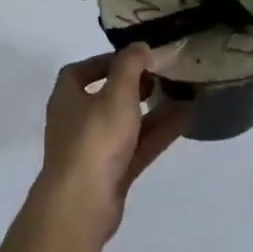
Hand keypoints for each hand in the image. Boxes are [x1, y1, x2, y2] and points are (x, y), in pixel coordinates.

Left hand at [36, 47, 189, 243]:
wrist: (82, 205)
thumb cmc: (95, 138)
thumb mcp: (117, 92)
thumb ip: (130, 65)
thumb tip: (139, 46)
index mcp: (67, 97)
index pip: (81, 71)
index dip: (106, 61)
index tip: (134, 58)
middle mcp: (76, 121)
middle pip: (106, 97)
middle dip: (134, 86)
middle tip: (160, 76)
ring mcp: (93, 150)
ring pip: (126, 124)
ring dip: (151, 110)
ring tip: (182, 95)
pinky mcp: (111, 174)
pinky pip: (137, 147)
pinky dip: (158, 133)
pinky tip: (185, 119)